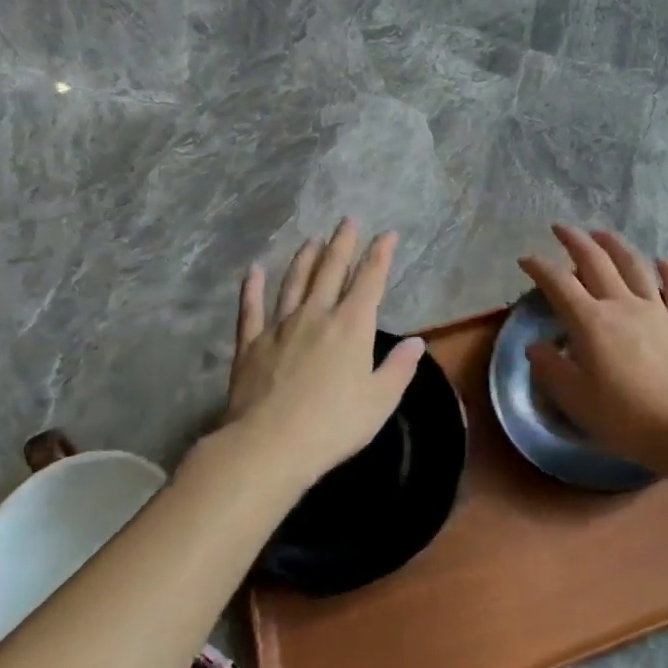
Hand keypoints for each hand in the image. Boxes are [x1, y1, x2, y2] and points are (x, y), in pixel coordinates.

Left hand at [209, 219, 423, 490]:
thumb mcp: (380, 400)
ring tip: (312, 239)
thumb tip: (416, 342)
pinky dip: (252, 288)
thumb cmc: (333, 424)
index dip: (380, 255)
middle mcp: (316, 315)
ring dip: (305, 259)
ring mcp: (280, 326)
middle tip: (347, 221)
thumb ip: (399, 368)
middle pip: (330, 270)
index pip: (370, 280)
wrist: (268, 445)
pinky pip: (251, 309)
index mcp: (352, 326)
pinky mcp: (250, 344)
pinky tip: (253, 271)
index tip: (387, 235)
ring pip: (294, 282)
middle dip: (342, 244)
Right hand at [518, 226, 667, 467]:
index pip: (559, 285)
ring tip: (602, 234)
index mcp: (592, 322)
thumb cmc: (625, 418)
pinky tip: (662, 262)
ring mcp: (658, 310)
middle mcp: (623, 305)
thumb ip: (552, 369)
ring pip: (635, 266)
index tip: (526, 258)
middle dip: (575, 241)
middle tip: (561, 228)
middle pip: (596, 262)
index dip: (540, 268)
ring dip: (616, 246)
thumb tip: (536, 345)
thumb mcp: (576, 400)